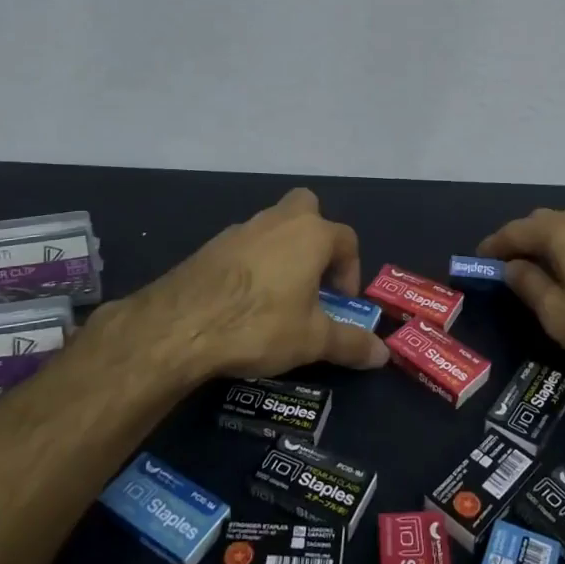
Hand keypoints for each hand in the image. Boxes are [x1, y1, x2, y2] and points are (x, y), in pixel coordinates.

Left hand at [85, 188, 387, 391]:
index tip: (342, 302)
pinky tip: (244, 299)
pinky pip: (243, 245)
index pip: (346, 239)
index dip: (351, 269)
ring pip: (272, 226)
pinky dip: (252, 263)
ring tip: (279, 295)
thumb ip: (350, 343)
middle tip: (313, 276)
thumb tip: (383, 355)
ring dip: (282, 251)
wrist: (181, 325)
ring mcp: (240, 230)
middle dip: (316, 235)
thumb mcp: (312, 340)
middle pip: (306, 208)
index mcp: (310, 234)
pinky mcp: (210, 246)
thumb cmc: (260, 324)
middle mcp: (277, 221)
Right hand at [478, 203, 564, 385]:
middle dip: (522, 241)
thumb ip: (529, 286)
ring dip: (552, 244)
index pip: (515, 231)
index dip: (493, 246)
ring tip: (543, 269)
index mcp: (563, 230)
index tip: (477, 261)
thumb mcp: (558, 315)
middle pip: (544, 223)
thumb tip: (511, 267)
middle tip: (507, 267)